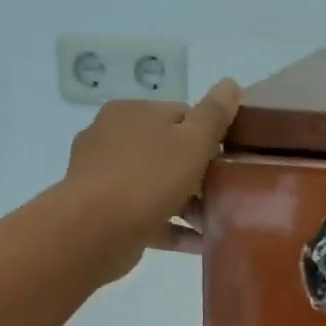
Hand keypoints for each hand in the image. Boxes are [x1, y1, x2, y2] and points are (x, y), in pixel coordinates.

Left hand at [63, 79, 241, 282]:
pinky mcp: (105, 213)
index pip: (181, 115)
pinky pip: (148, 217)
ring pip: (158, 186)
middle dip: (200, 174)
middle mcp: (112, 139)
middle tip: (228, 192)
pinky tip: (200, 242)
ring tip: (218, 221)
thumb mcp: (192, 141)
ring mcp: (105, 178)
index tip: (230, 160)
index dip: (210, 136)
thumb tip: (231, 83)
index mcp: (131, 113)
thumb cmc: (148, 177)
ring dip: (189, 204)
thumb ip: (214, 114)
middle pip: (169, 152)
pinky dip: (173, 227)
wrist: (95, 230)